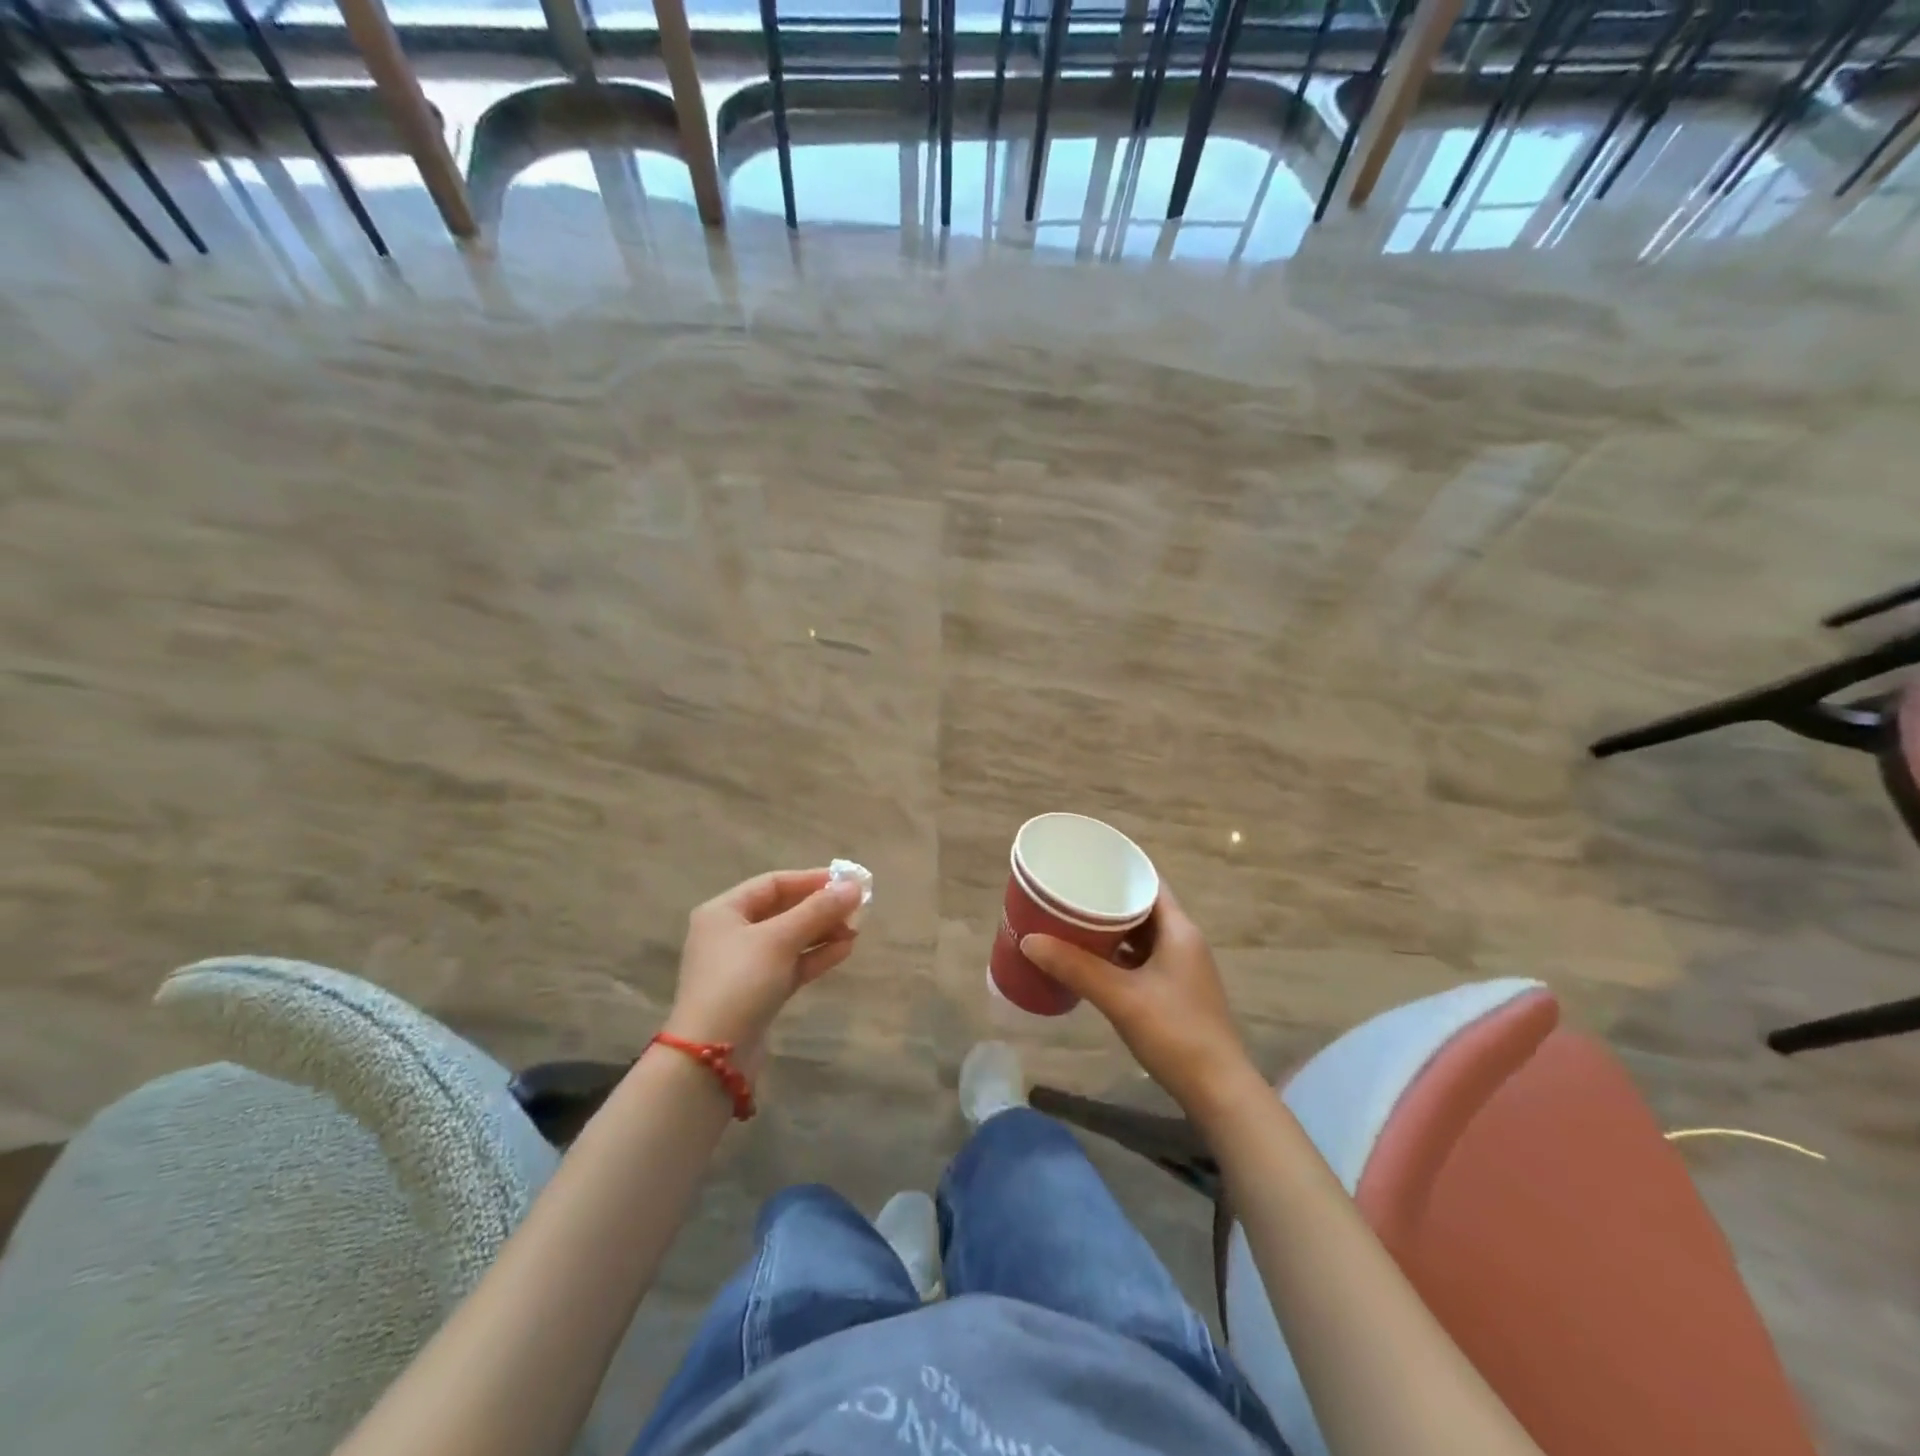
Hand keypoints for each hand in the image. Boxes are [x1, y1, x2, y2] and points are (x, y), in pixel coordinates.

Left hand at [664, 868, 862, 1074]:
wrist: (711, 1058)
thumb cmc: (740, 982)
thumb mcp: (779, 939)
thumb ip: (817, 910)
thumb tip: (854, 886)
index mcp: (724, 911)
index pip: (773, 883)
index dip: (811, 880)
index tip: (847, 882)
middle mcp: (731, 933)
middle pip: (783, 910)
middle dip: (820, 908)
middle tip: (858, 908)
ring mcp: (745, 965)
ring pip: (790, 939)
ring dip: (823, 932)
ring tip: (856, 930)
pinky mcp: (758, 992)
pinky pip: (791, 964)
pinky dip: (816, 956)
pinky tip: (844, 950)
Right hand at [1022, 885, 1259, 1121]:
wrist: (1217, 1091)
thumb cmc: (1174, 1033)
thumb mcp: (1120, 997)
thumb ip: (1074, 967)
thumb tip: (1029, 940)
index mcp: (1179, 930)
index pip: (1149, 882)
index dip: (1118, 870)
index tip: (1084, 863)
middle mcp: (1184, 941)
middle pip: (1142, 907)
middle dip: (1106, 900)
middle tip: (1068, 893)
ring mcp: (1182, 968)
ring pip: (1141, 935)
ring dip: (1111, 929)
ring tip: (1072, 922)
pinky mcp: (1176, 991)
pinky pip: (1142, 959)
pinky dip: (1118, 955)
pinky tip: (1091, 961)